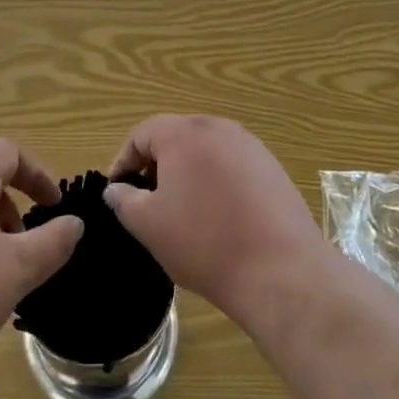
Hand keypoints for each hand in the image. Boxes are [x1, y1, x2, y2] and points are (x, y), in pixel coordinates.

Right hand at [104, 115, 329, 327]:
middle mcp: (220, 128)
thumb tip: (117, 189)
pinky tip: (219, 219)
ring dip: (188, 175)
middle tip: (148, 203)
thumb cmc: (204, 242)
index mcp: (185, 132)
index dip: (123, 161)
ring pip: (206, 152)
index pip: (142, 134)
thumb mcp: (148, 224)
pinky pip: (233, 167)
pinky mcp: (273, 169)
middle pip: (176, 137)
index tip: (118, 193)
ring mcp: (252, 147)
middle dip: (156, 166)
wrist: (281, 270)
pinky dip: (217, 184)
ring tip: (182, 213)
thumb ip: (123, 200)